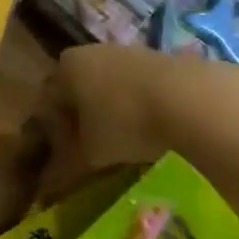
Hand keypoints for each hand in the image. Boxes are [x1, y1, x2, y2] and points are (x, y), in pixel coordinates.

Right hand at [42, 42, 238, 194]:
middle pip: (79, 91)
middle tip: (92, 154)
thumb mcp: (89, 154)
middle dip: (82, 121)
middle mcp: (93, 51)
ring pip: (111, 88)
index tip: (63, 159)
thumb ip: (64, 168)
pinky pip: (140, 89)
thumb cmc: (125, 123)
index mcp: (67, 67)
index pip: (48, 100)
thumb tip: (47, 187)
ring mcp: (129, 52)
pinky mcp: (162, 60)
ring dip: (113, 115)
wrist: (191, 100)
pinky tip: (153, 134)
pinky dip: (141, 109)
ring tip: (126, 148)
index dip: (52, 133)